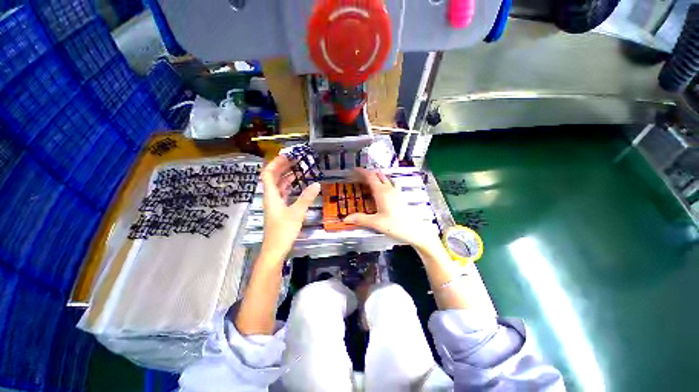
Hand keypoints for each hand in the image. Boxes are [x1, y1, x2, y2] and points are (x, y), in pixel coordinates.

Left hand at [260, 156, 320, 261]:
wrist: (275, 250)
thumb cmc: (283, 231)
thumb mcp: (297, 213)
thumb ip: (306, 198)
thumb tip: (317, 184)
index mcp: (271, 195)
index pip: (268, 173)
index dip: (276, 163)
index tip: (287, 155)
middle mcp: (271, 197)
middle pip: (273, 177)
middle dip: (282, 166)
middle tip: (295, 159)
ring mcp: (275, 203)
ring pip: (278, 185)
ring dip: (286, 175)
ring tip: (297, 168)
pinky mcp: (279, 209)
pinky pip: (283, 192)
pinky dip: (289, 186)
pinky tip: (297, 184)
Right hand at [344, 168, 440, 251]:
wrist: (415, 230)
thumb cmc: (395, 226)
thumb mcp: (376, 223)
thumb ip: (360, 219)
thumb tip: (346, 219)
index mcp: (382, 192)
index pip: (371, 177)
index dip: (362, 172)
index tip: (355, 170)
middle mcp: (389, 189)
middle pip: (378, 175)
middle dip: (369, 173)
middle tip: (359, 176)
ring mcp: (396, 192)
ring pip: (385, 179)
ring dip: (377, 177)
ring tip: (369, 181)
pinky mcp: (400, 196)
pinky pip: (390, 184)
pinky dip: (384, 183)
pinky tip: (383, 190)